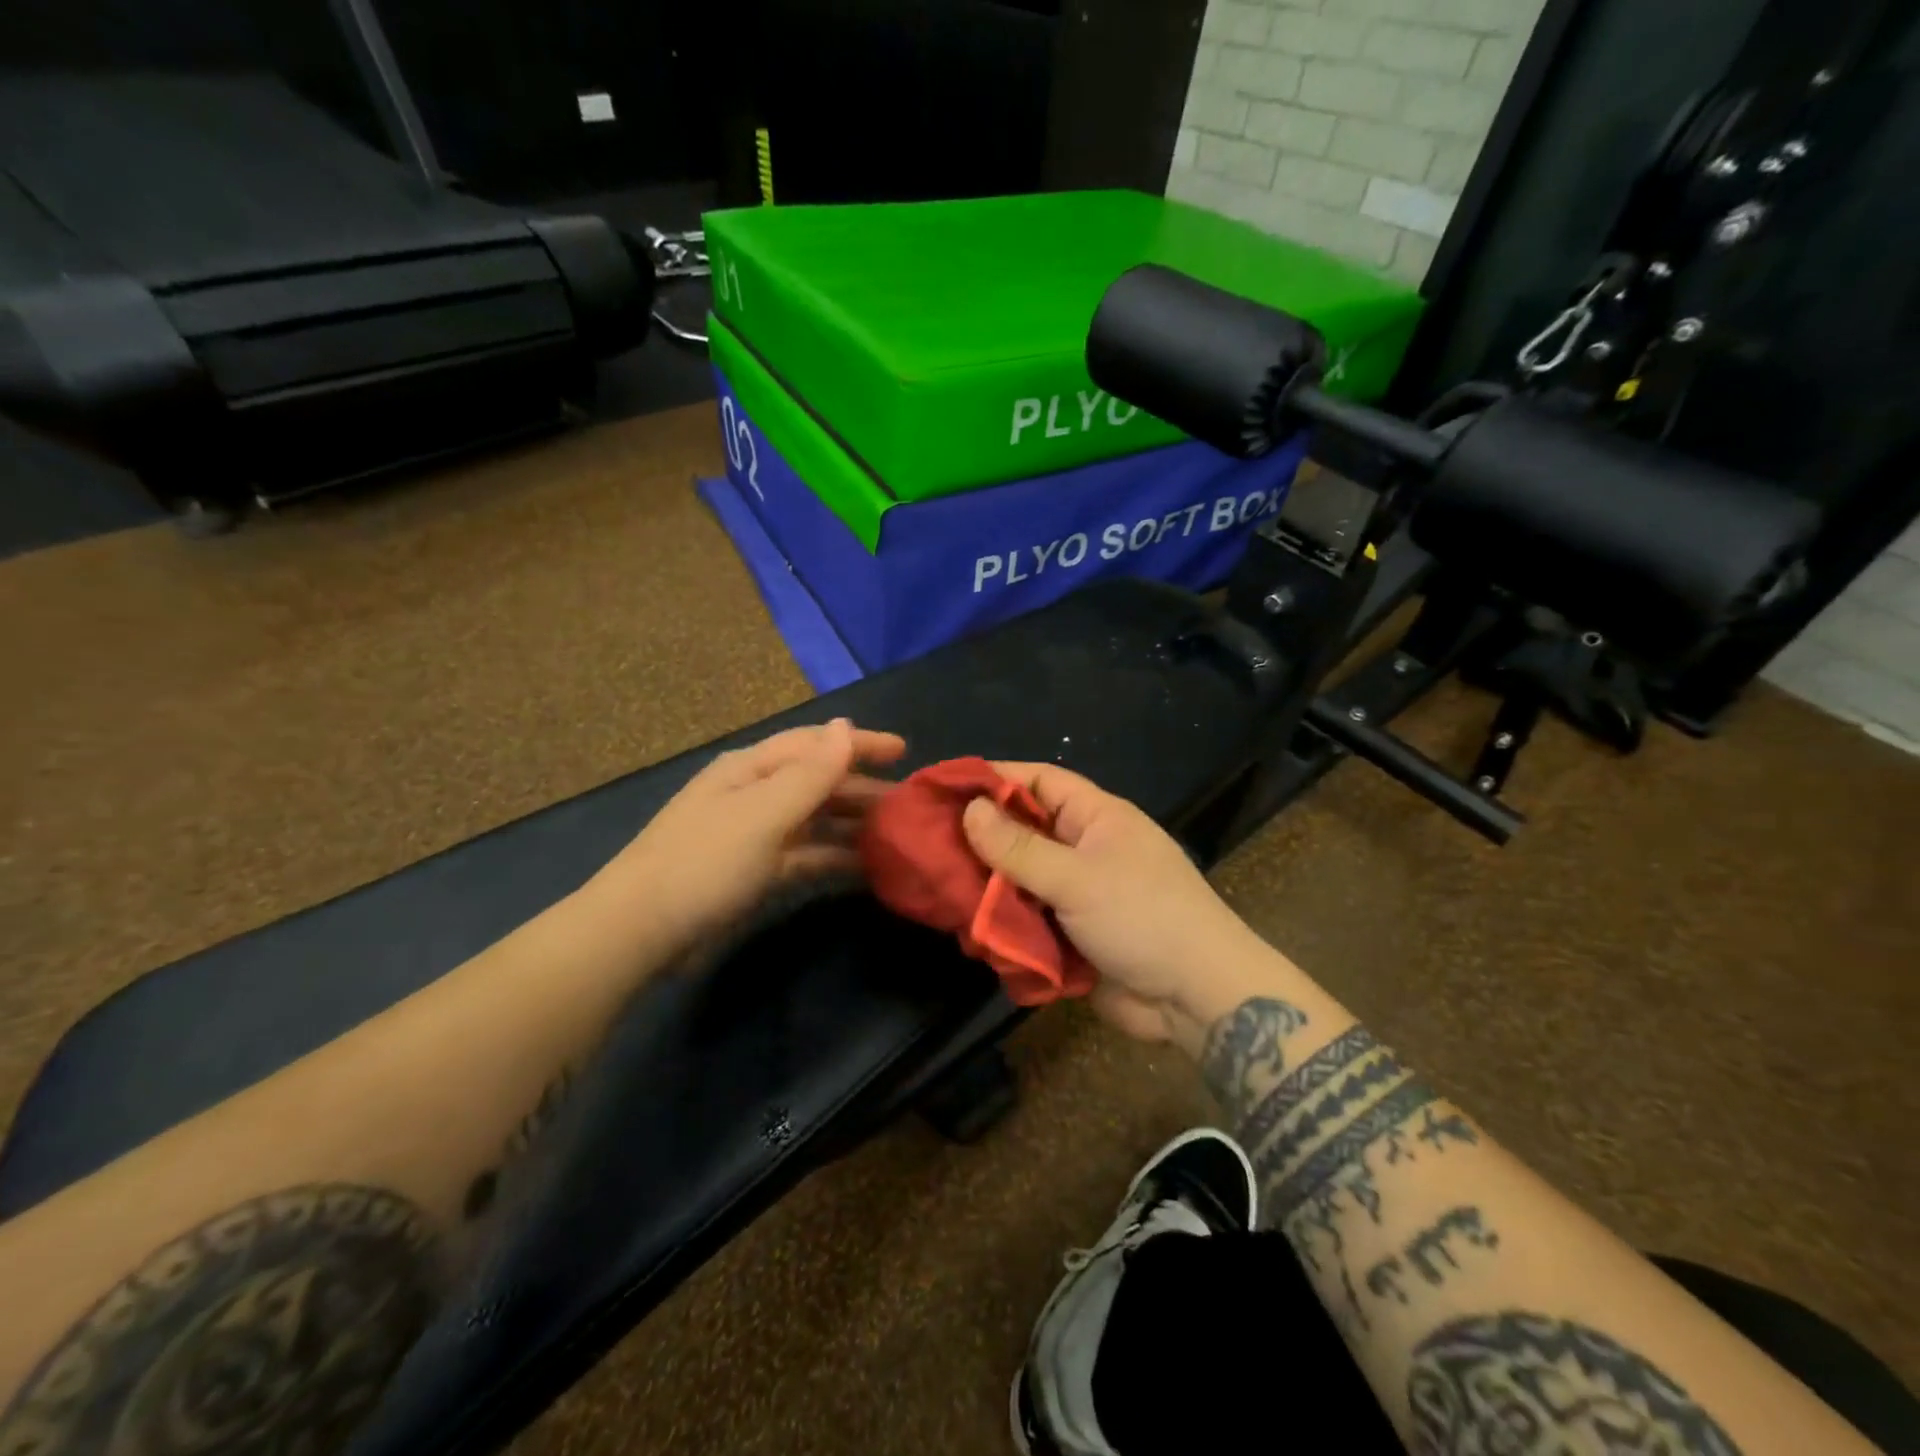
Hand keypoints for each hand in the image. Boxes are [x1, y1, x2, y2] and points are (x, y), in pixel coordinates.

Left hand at [601, 720, 905, 954]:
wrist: (642, 931)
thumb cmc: (706, 862)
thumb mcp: (764, 813)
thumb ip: (811, 773)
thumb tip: (845, 725)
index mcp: (750, 768)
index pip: (814, 744)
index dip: (859, 744)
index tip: (904, 750)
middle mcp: (753, 794)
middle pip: (816, 781)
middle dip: (861, 787)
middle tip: (908, 801)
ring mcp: (753, 835)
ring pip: (814, 820)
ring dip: (851, 823)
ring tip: (895, 833)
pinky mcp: (754, 873)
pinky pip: (805, 856)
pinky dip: (833, 857)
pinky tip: (864, 868)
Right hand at [962, 763, 1277, 1043]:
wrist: (1197, 998)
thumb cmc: (1142, 917)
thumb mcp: (1076, 877)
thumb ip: (1019, 848)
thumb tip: (970, 809)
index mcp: (1096, 817)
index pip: (1039, 781)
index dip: (995, 779)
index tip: (946, 787)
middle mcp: (1085, 848)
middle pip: (1024, 831)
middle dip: (982, 840)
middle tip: (929, 845)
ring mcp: (1079, 892)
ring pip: (1021, 879)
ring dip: (989, 888)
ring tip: (940, 889)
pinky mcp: (1073, 933)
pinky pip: (1030, 918)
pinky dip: (1005, 923)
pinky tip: (971, 930)